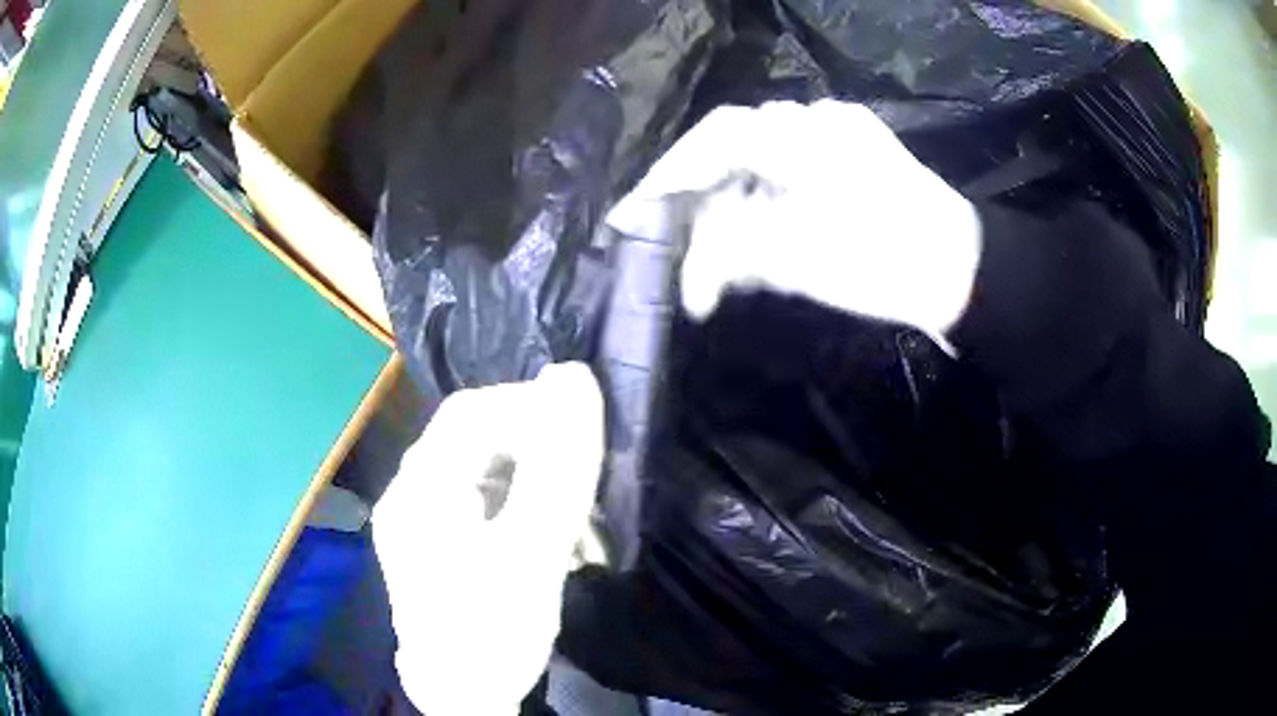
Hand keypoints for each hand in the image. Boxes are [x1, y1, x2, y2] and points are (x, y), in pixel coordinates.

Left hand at [374, 363, 604, 714]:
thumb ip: (555, 466)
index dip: (531, 407)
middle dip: (539, 454)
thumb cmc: (492, 629)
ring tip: (578, 526)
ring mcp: (419, 524)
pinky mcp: (438, 549)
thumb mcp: (532, 551)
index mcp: (420, 488)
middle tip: (586, 489)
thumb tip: (572, 376)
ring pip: (484, 475)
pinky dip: (522, 515)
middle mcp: (410, 496)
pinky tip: (551, 546)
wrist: (462, 702)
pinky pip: (482, 508)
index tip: (585, 436)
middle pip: (476, 442)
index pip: (473, 412)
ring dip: (536, 488)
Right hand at [607, 100, 981, 343]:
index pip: (717, 138)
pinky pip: (789, 169)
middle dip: (697, 191)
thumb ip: (733, 255)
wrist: (964, 273)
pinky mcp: (854, 158)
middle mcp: (818, 121)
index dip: (670, 173)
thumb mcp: (802, 261)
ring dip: (730, 198)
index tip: (636, 212)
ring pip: (761, 159)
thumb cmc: (890, 265)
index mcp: (805, 135)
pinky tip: (752, 228)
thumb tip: (691, 277)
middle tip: (666, 233)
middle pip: (734, 146)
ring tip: (706, 239)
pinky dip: (763, 198)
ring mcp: (839, 136)